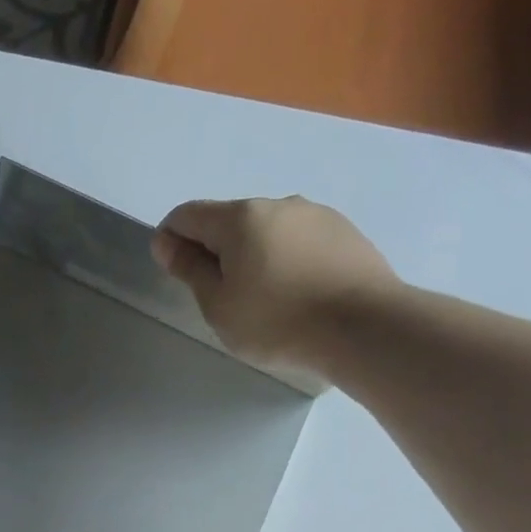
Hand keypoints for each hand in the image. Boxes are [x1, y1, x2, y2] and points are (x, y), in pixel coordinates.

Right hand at [151, 197, 401, 375]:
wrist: (365, 327)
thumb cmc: (276, 320)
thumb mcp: (217, 303)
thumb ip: (189, 269)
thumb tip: (166, 242)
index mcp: (240, 218)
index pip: (187, 215)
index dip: (170, 240)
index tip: (176, 274)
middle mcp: (279, 204)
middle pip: (229, 222)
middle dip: (215, 250)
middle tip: (220, 297)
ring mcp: (317, 215)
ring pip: (267, 231)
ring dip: (253, 256)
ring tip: (262, 300)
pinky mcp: (346, 233)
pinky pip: (299, 242)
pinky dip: (285, 261)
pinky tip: (295, 295)